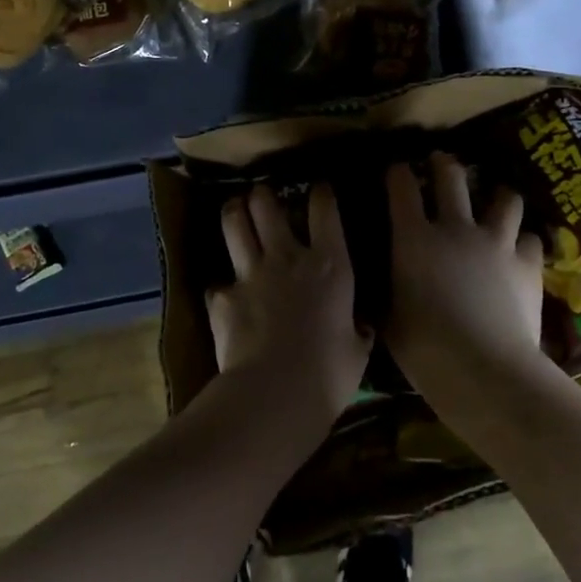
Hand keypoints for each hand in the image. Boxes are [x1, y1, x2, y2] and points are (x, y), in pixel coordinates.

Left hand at [209, 183, 369, 428]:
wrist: (275, 393)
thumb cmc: (329, 372)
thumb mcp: (358, 350)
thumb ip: (357, 330)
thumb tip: (361, 326)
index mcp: (329, 265)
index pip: (325, 211)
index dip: (321, 194)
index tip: (320, 188)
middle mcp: (287, 258)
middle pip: (267, 206)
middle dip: (263, 194)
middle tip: (262, 194)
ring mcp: (249, 274)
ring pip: (234, 225)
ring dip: (234, 212)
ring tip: (235, 209)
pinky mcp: (222, 297)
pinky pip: (218, 283)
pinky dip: (221, 286)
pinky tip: (224, 295)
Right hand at [384, 154, 546, 416]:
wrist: (483, 367)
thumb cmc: (423, 346)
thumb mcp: (390, 313)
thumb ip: (391, 285)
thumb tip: (387, 279)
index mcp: (413, 237)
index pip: (402, 187)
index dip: (399, 173)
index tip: (397, 170)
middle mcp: (455, 228)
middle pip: (452, 177)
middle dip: (445, 164)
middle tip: (443, 163)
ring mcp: (496, 242)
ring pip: (504, 199)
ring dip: (498, 196)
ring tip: (497, 199)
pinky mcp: (528, 263)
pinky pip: (531, 238)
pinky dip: (524, 241)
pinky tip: (521, 251)